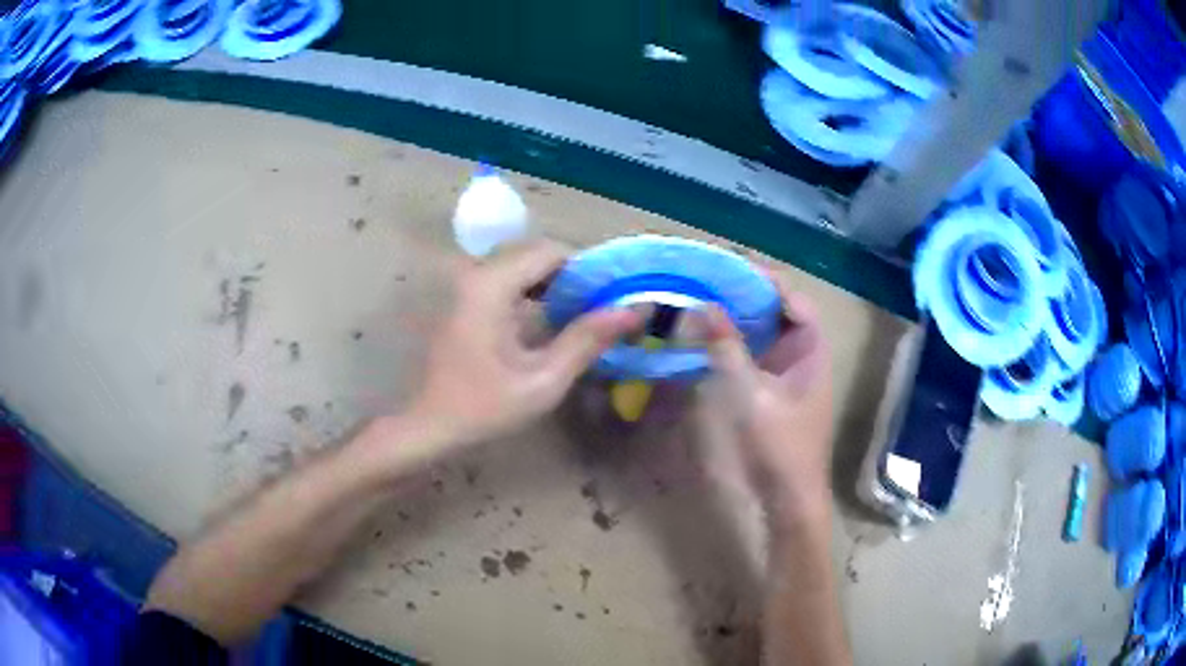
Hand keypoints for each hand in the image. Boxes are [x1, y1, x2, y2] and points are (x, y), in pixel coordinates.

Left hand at [405, 241, 640, 449]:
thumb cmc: (484, 408)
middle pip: (534, 253)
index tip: (610, 298)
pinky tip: (544, 319)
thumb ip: (588, 339)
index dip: (586, 269)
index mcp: (491, 285)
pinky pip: (504, 279)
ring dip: (551, 282)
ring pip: (520, 265)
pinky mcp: (461, 298)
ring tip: (576, 315)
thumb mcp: (544, 379)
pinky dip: (530, 290)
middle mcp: (475, 273)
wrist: (429, 425)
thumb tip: (635, 310)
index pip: (551, 252)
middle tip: (597, 309)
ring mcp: (464, 284)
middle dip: (570, 275)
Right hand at [701, 272, 833, 520]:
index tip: (726, 266)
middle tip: (705, 280)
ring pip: (765, 331)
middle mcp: (803, 353)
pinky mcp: (773, 387)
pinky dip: (735, 340)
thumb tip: (702, 305)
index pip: (792, 297)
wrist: (790, 497)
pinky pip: (755, 352)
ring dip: (738, 315)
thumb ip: (727, 349)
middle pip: (778, 309)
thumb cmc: (781, 446)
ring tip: (701, 299)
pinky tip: (709, 336)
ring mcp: (789, 371)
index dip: (763, 278)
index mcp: (812, 348)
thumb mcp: (751, 395)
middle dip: (745, 293)